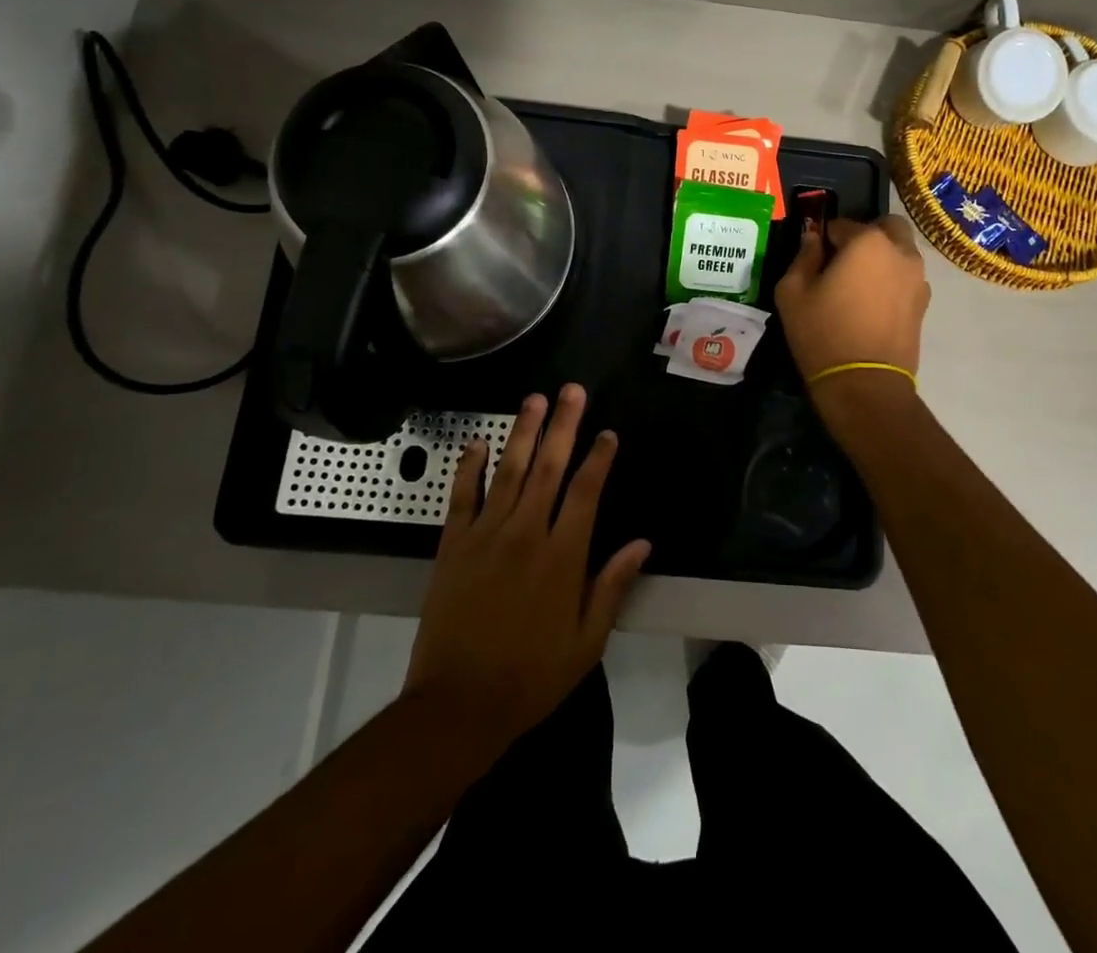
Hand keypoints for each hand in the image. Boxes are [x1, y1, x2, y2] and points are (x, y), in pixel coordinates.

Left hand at [402, 384, 650, 752]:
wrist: (457, 706)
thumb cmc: (531, 677)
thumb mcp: (586, 642)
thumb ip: (613, 586)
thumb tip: (643, 542)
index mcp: (563, 556)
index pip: (586, 491)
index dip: (599, 457)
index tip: (608, 432)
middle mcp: (526, 533)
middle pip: (549, 467)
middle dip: (563, 425)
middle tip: (572, 390)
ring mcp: (486, 535)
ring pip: (508, 471)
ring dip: (523, 432)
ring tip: (535, 399)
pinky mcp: (453, 545)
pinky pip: (462, 496)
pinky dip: (469, 467)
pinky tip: (478, 442)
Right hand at [775, 216, 930, 388]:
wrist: (864, 384)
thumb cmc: (822, 332)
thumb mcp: (792, 291)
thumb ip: (804, 256)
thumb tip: (813, 239)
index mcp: (867, 241)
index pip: (842, 224)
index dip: (825, 237)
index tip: (814, 256)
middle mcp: (900, 252)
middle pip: (886, 228)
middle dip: (866, 235)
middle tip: (843, 260)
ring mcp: (918, 279)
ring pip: (901, 252)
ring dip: (883, 258)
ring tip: (859, 286)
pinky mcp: (924, 304)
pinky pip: (907, 279)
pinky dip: (892, 281)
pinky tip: (873, 305)